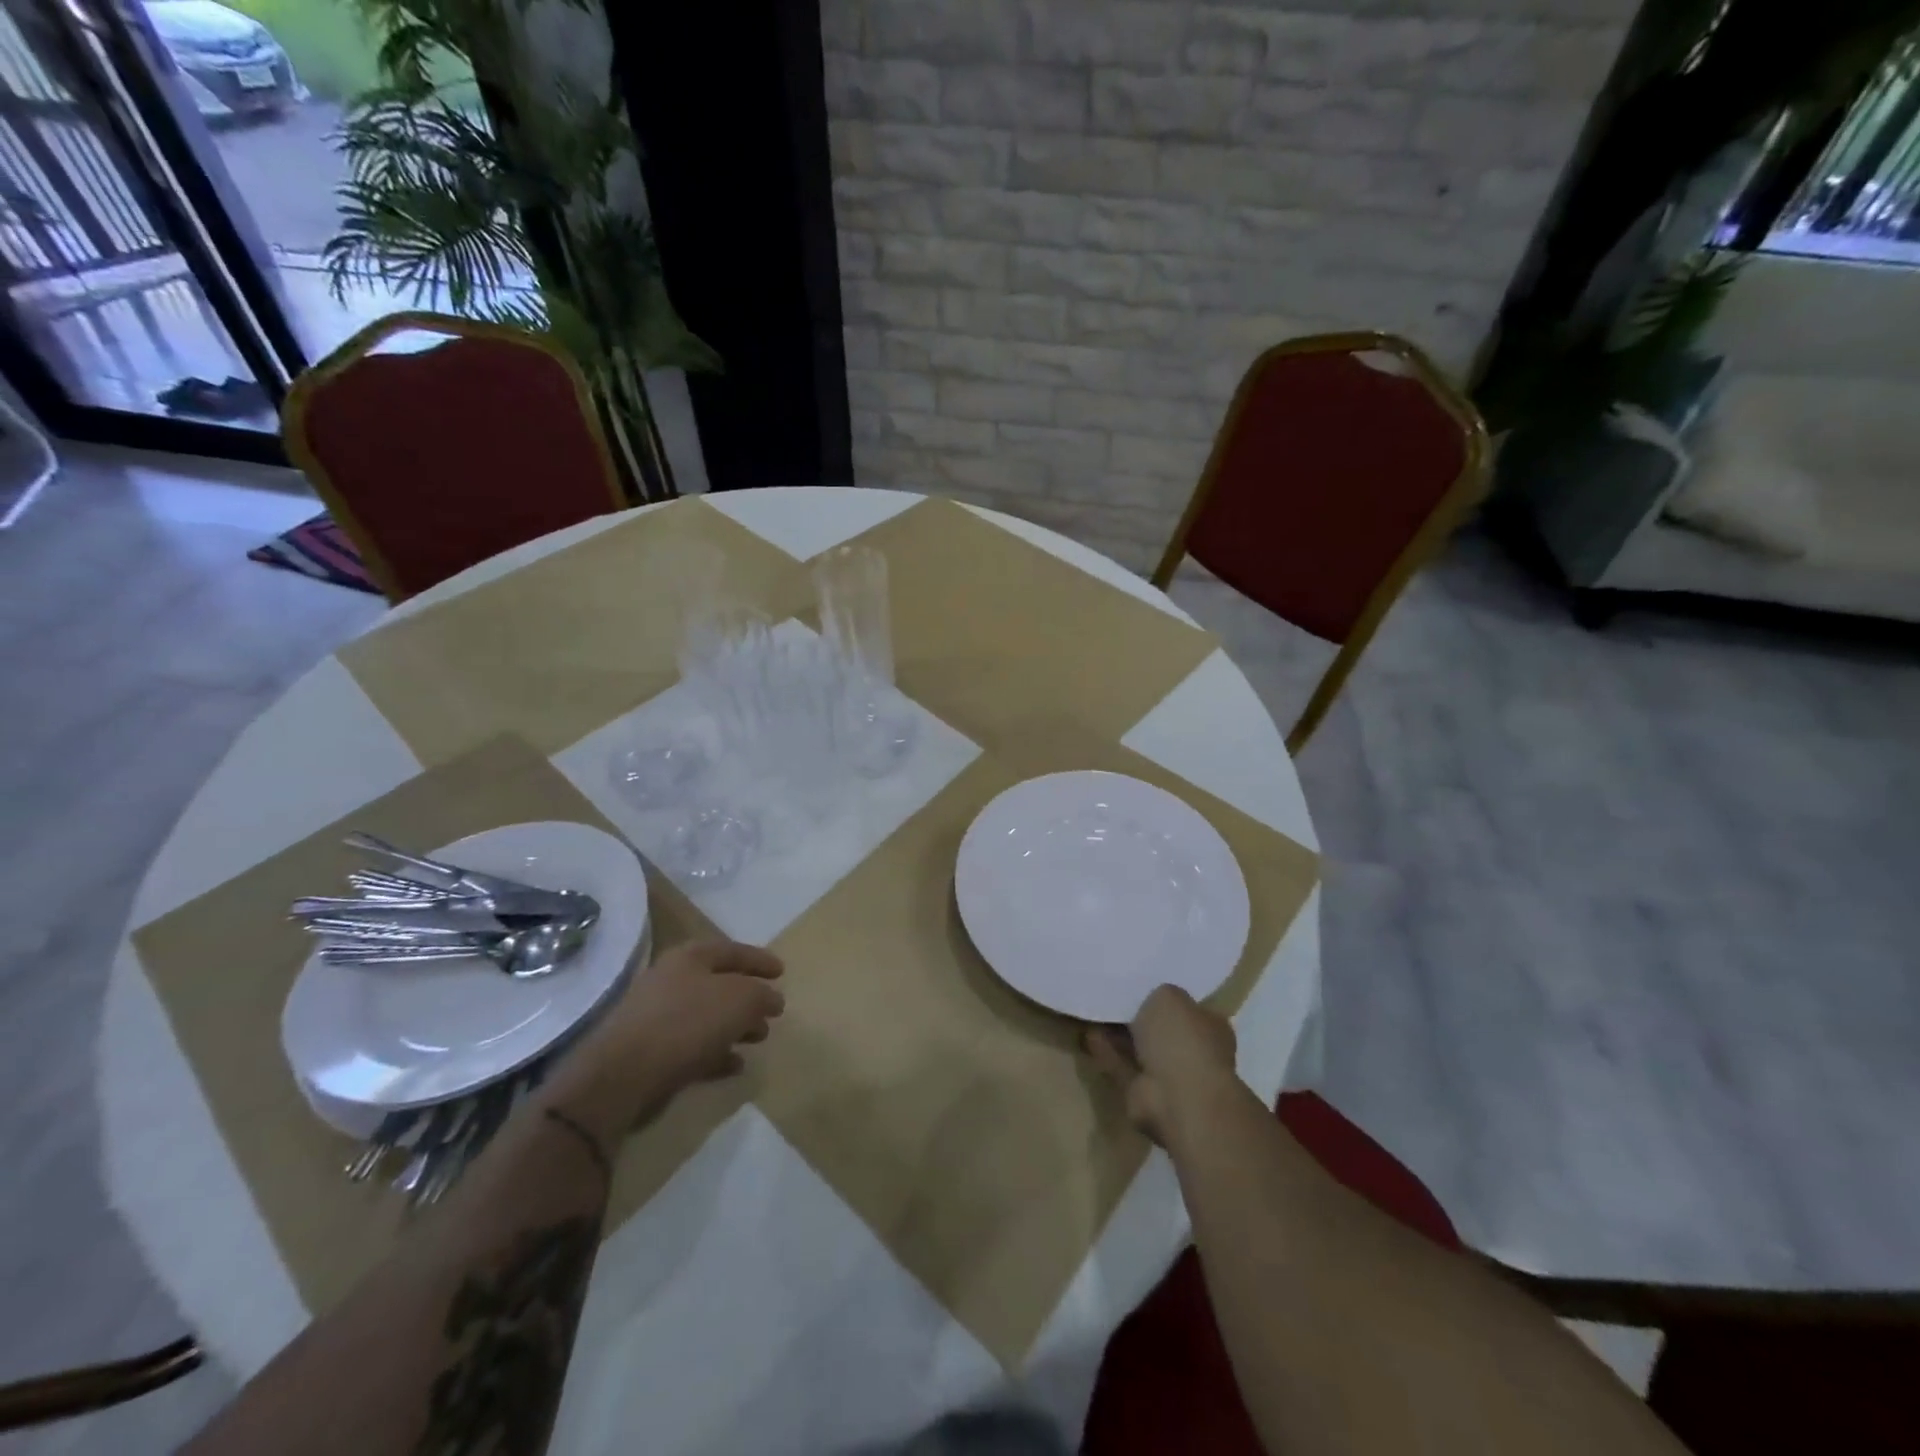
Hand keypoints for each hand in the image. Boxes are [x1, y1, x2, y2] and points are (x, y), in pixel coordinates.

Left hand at [547, 939, 784, 1139]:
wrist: (622, 1075)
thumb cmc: (687, 1023)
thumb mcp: (740, 1000)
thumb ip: (761, 996)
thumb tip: (772, 999)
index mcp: (689, 957)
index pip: (732, 950)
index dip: (759, 960)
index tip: (783, 972)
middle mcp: (671, 980)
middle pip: (718, 984)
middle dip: (748, 997)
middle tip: (771, 1011)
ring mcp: (656, 1017)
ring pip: (706, 1017)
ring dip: (734, 1027)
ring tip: (758, 1039)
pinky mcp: (649, 1052)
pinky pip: (692, 1047)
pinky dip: (716, 1053)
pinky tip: (735, 1065)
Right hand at [1085, 985, 1239, 1147]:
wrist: (1176, 1097)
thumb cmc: (1182, 1039)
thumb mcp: (1169, 996)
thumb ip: (1158, 993)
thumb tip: (1150, 1001)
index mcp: (1209, 1026)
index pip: (1187, 1007)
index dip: (1162, 995)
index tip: (1137, 983)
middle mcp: (1193, 1051)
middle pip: (1160, 1029)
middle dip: (1136, 1016)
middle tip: (1110, 996)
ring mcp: (1169, 1076)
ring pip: (1138, 1049)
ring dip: (1117, 1034)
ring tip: (1093, 1012)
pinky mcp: (1143, 1093)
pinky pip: (1121, 1066)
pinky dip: (1106, 1052)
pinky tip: (1087, 1034)